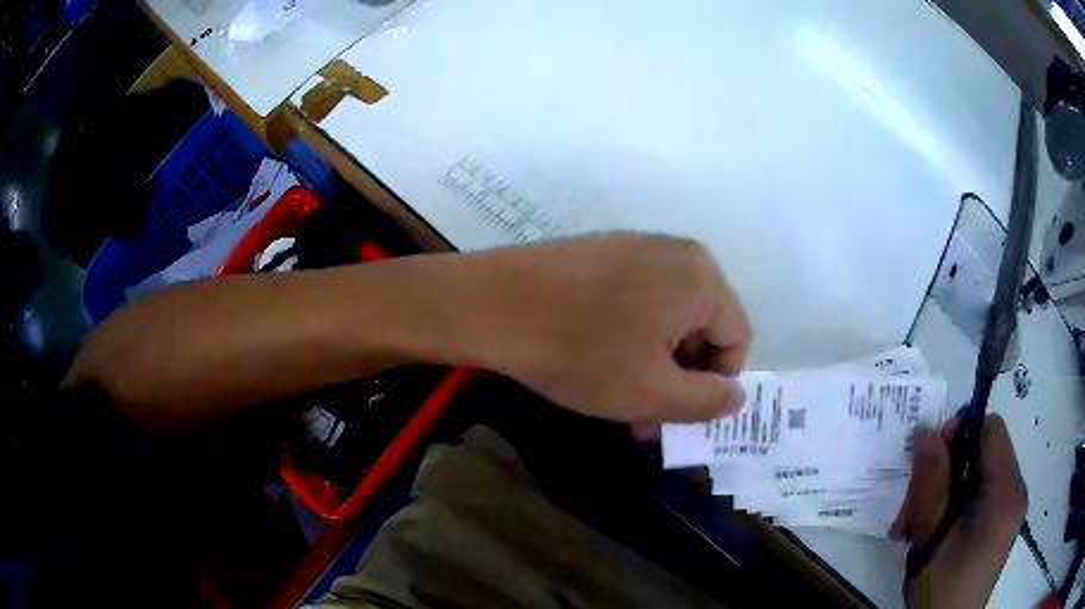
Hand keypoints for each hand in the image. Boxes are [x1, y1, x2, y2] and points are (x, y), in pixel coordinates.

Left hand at [464, 234, 751, 423]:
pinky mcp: (600, 257)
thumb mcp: (653, 392)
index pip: (736, 339)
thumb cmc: (579, 351)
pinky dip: (629, 342)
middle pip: (701, 329)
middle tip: (649, 423)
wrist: (490, 305)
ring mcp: (633, 250)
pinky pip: (634, 305)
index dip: (716, 386)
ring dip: (653, 369)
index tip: (682, 417)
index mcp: (700, 276)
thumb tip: (736, 396)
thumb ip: (707, 401)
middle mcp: (674, 254)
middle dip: (680, 382)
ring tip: (624, 408)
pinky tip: (599, 370)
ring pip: (664, 322)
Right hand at [890, 414, 1026, 607]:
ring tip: (912, 530)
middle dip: (942, 474)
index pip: (990, 429)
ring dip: (942, 494)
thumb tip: (924, 430)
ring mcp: (1008, 510)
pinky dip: (952, 508)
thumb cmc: (941, 589)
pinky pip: (978, 498)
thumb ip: (932, 482)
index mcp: (1007, 491)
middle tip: (908, 511)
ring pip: (976, 477)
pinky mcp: (998, 526)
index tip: (926, 463)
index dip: (958, 433)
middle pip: (981, 454)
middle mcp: (1015, 491)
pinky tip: (930, 535)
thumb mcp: (931, 537)